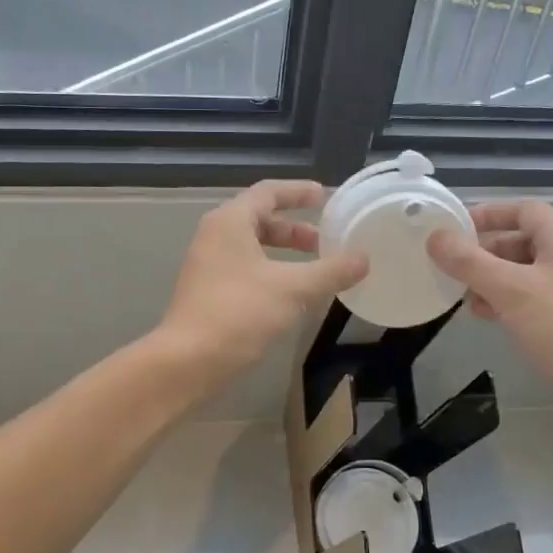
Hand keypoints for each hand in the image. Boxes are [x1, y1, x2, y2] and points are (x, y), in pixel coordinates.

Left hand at [157, 180, 368, 390]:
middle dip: (295, 228)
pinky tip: (292, 295)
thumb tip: (363, 259)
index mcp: (230, 222)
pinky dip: (271, 271)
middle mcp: (215, 236)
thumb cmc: (240, 313)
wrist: (188, 361)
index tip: (326, 197)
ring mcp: (208, 264)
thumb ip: (331, 271)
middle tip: (326, 241)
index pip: (268, 192)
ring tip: (315, 269)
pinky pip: (245, 268)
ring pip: (252, 246)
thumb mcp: (294, 289)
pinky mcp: (208, 291)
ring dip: (284, 252)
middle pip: (260, 219)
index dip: (299, 192)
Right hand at [428, 201, 552, 433]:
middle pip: (522, 241)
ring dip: (492, 280)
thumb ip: (470, 262)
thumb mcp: (511, 290)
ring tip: (464, 297)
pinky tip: (488, 318)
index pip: (524, 210)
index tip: (453, 229)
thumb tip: (435, 236)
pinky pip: (533, 299)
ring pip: (524, 273)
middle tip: (451, 268)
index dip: (488, 214)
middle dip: (485, 252)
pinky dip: (507, 302)